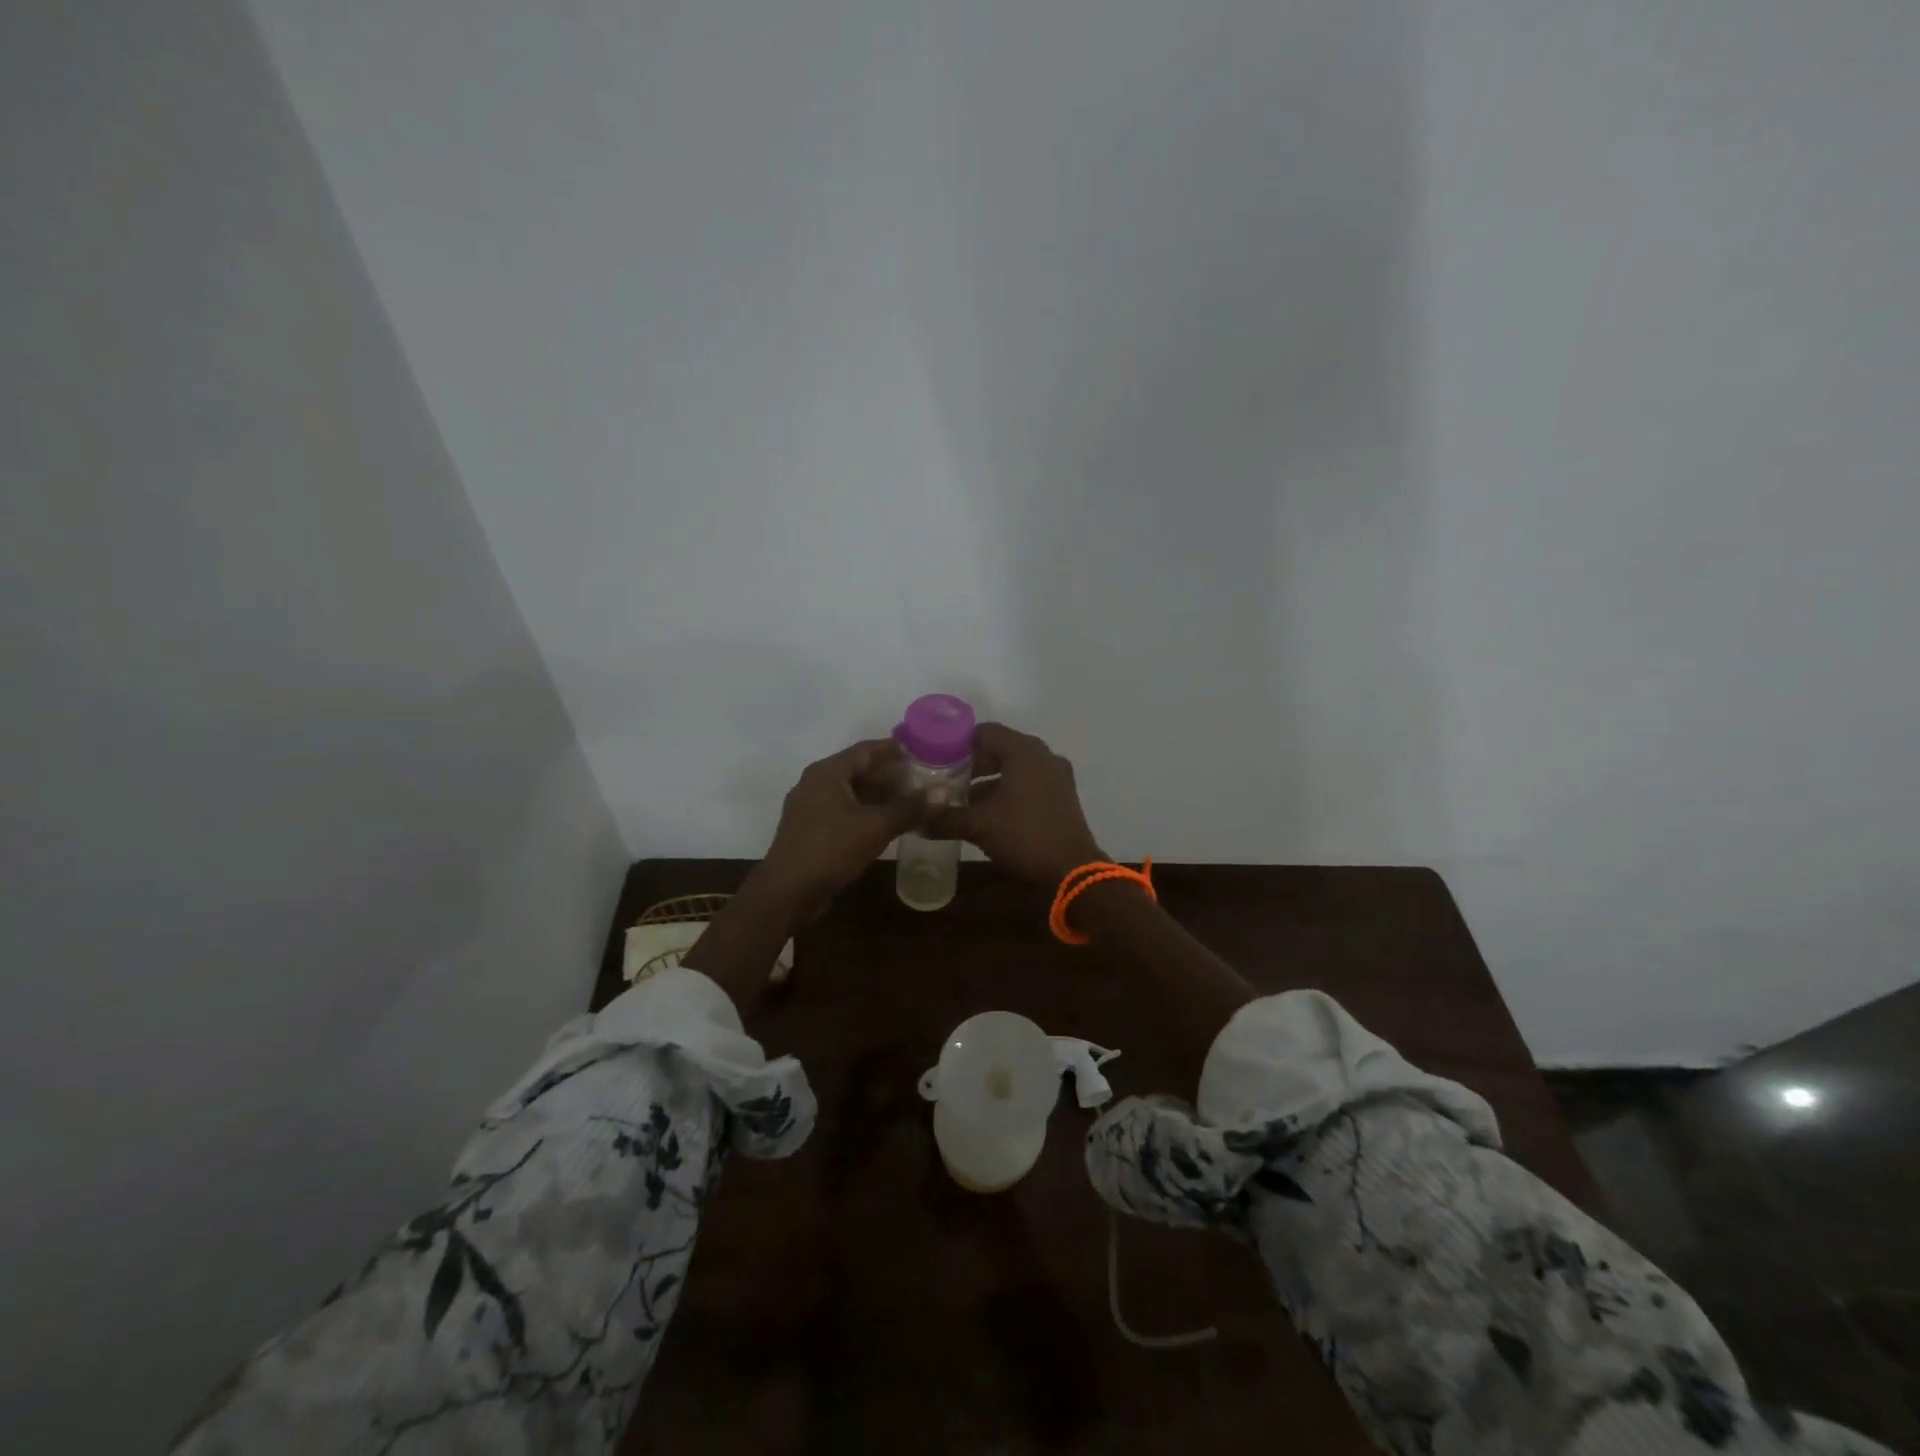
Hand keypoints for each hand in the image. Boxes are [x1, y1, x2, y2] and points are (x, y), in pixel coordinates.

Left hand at [753, 738, 921, 924]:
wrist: (786, 893)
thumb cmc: (829, 850)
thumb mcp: (875, 827)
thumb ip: (910, 808)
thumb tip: (944, 792)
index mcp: (827, 772)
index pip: (867, 749)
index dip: (897, 748)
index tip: (925, 750)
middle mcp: (816, 783)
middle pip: (860, 770)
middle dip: (892, 774)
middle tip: (926, 778)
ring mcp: (812, 807)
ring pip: (854, 792)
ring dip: (882, 795)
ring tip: (915, 800)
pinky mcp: (813, 829)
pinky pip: (846, 811)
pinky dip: (869, 812)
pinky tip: (891, 822)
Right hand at [924, 723, 1104, 887]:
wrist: (1072, 871)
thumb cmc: (1025, 836)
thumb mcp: (979, 826)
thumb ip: (946, 818)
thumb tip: (918, 820)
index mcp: (1025, 752)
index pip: (986, 732)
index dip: (959, 743)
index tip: (936, 757)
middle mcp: (1043, 756)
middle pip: (1000, 749)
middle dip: (972, 764)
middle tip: (946, 779)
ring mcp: (1056, 777)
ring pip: (1014, 769)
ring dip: (989, 781)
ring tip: (962, 799)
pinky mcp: (1061, 797)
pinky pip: (1028, 784)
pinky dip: (1007, 792)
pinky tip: (988, 814)